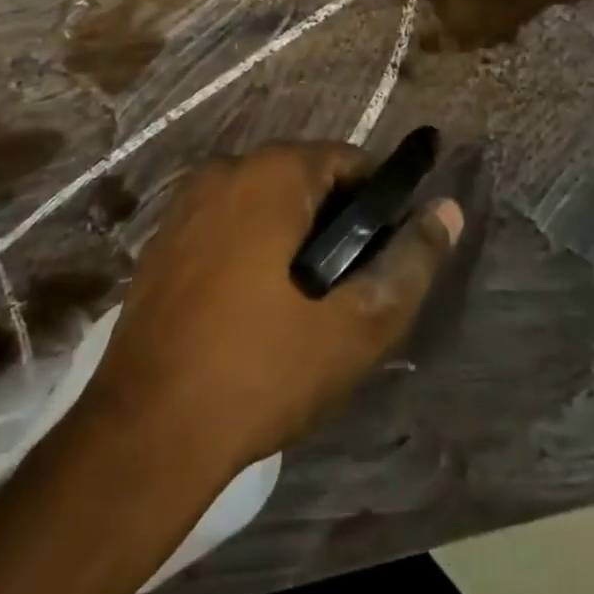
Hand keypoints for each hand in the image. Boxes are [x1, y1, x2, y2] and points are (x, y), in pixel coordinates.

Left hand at [88, 143, 463, 477]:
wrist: (146, 432)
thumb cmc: (261, 370)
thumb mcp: (356, 324)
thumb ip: (410, 262)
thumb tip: (448, 211)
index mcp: (271, 173)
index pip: (348, 161)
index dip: (377, 203)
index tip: (385, 255)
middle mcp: (224, 170)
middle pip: (303, 178)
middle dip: (334, 223)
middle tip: (348, 289)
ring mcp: (185, 204)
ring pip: (263, 204)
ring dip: (292, 238)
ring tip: (304, 305)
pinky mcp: (161, 241)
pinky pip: (226, 226)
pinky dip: (251, 249)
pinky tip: (253, 309)